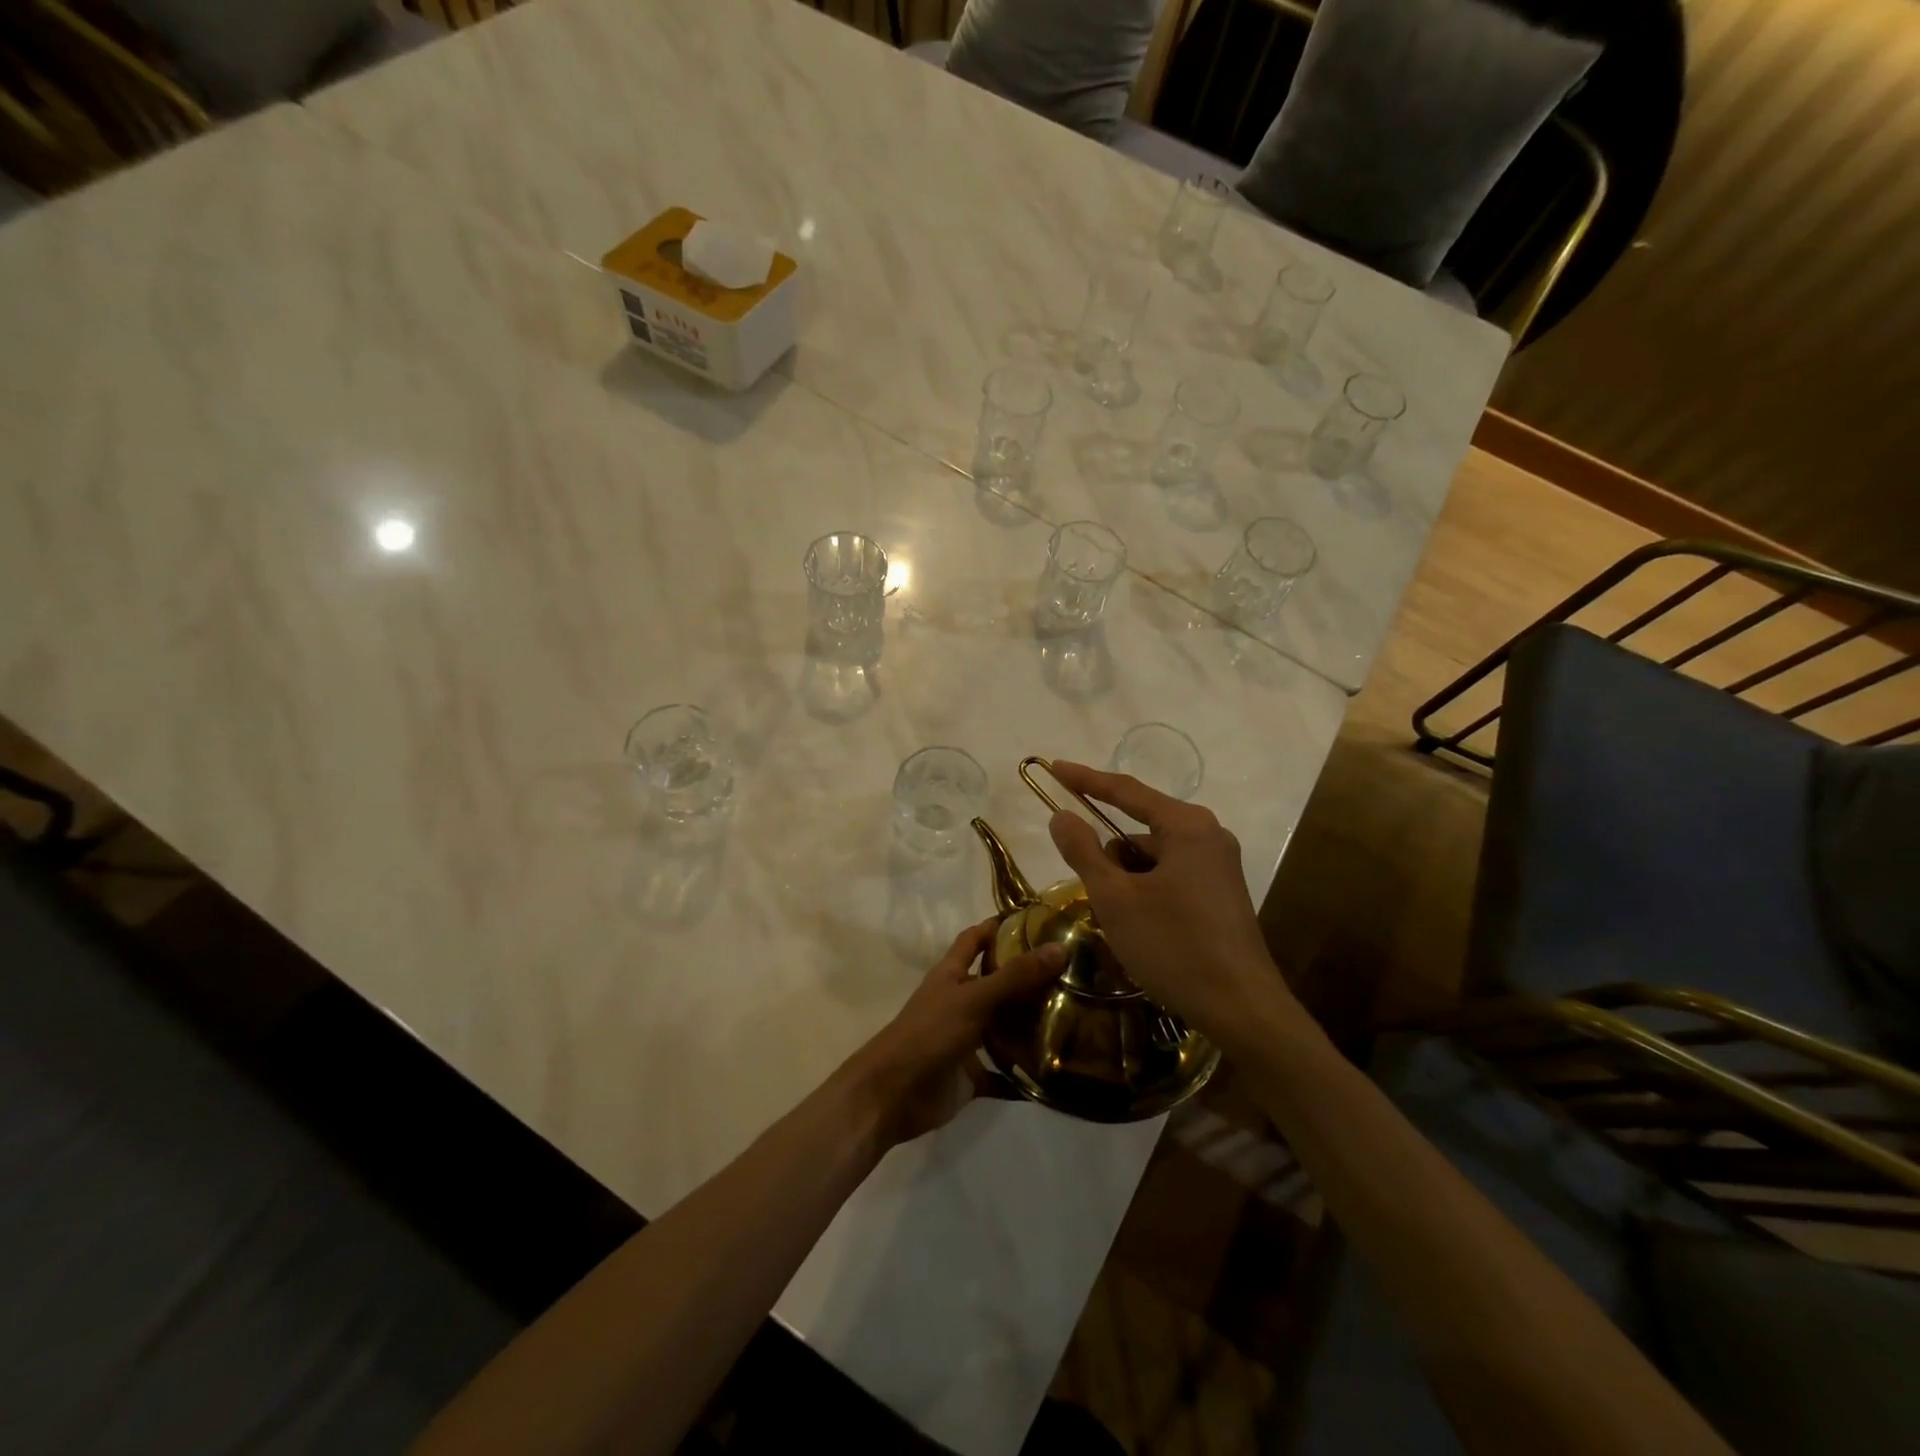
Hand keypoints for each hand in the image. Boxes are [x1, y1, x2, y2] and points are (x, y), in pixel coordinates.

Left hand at [836, 921, 1066, 1151]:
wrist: (892, 1094)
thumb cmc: (929, 1033)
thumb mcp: (974, 998)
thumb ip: (1016, 976)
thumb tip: (1061, 947)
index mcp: (952, 974)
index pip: (975, 939)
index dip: (997, 926)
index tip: (1035, 919)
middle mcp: (959, 1002)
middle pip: (995, 983)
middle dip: (1026, 977)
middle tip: (1070, 971)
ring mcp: (965, 1040)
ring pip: (1002, 1027)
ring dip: (1028, 1025)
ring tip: (1073, 1017)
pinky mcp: (970, 1075)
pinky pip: (1003, 1074)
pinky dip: (1023, 1076)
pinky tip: (1055, 1075)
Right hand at [1044, 760, 1303, 1046]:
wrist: (1242, 1009)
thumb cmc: (1174, 946)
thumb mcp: (1116, 898)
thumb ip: (1084, 851)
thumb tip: (1061, 815)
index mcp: (1186, 826)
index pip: (1126, 791)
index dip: (1086, 780)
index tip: (1054, 769)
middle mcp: (1208, 836)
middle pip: (1140, 831)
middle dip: (1110, 858)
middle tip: (1096, 896)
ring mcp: (1220, 866)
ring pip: (1154, 859)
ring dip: (1127, 881)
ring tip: (1122, 924)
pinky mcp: (1222, 894)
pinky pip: (1171, 877)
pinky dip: (1147, 893)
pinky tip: (1143, 931)